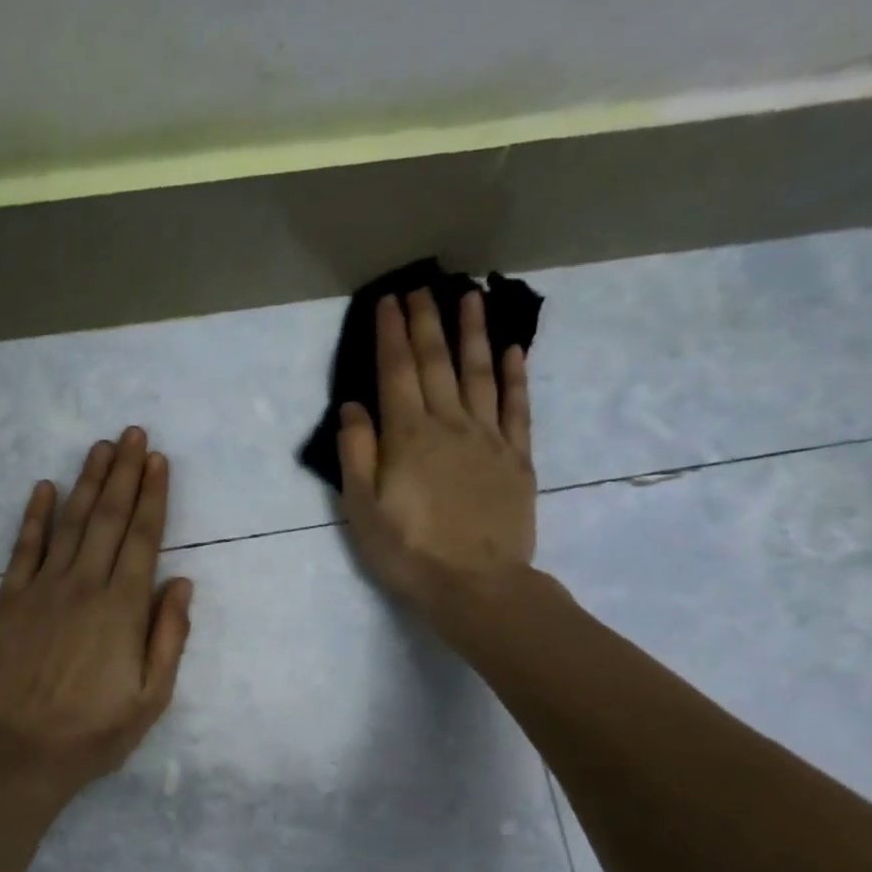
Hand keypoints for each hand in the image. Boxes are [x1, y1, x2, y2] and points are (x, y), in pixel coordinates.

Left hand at [0, 427, 192, 792]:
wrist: (21, 753)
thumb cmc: (95, 731)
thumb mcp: (153, 696)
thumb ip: (169, 634)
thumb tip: (180, 581)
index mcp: (123, 607)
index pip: (143, 537)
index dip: (153, 496)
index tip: (158, 460)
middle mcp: (84, 585)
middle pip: (108, 518)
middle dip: (123, 473)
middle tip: (132, 434)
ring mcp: (42, 589)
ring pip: (70, 523)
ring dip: (87, 482)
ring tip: (100, 447)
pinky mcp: (8, 600)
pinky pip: (24, 548)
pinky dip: (35, 516)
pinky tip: (45, 488)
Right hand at [338, 288, 537, 615]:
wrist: (477, 585)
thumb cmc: (408, 551)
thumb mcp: (362, 509)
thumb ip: (357, 453)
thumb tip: (352, 406)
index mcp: (408, 436)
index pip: (396, 373)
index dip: (392, 334)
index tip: (389, 301)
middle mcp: (450, 425)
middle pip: (437, 363)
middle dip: (427, 322)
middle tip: (424, 286)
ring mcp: (489, 439)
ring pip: (480, 373)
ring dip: (473, 333)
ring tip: (470, 297)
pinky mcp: (518, 458)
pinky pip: (518, 408)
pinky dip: (516, 376)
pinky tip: (513, 351)